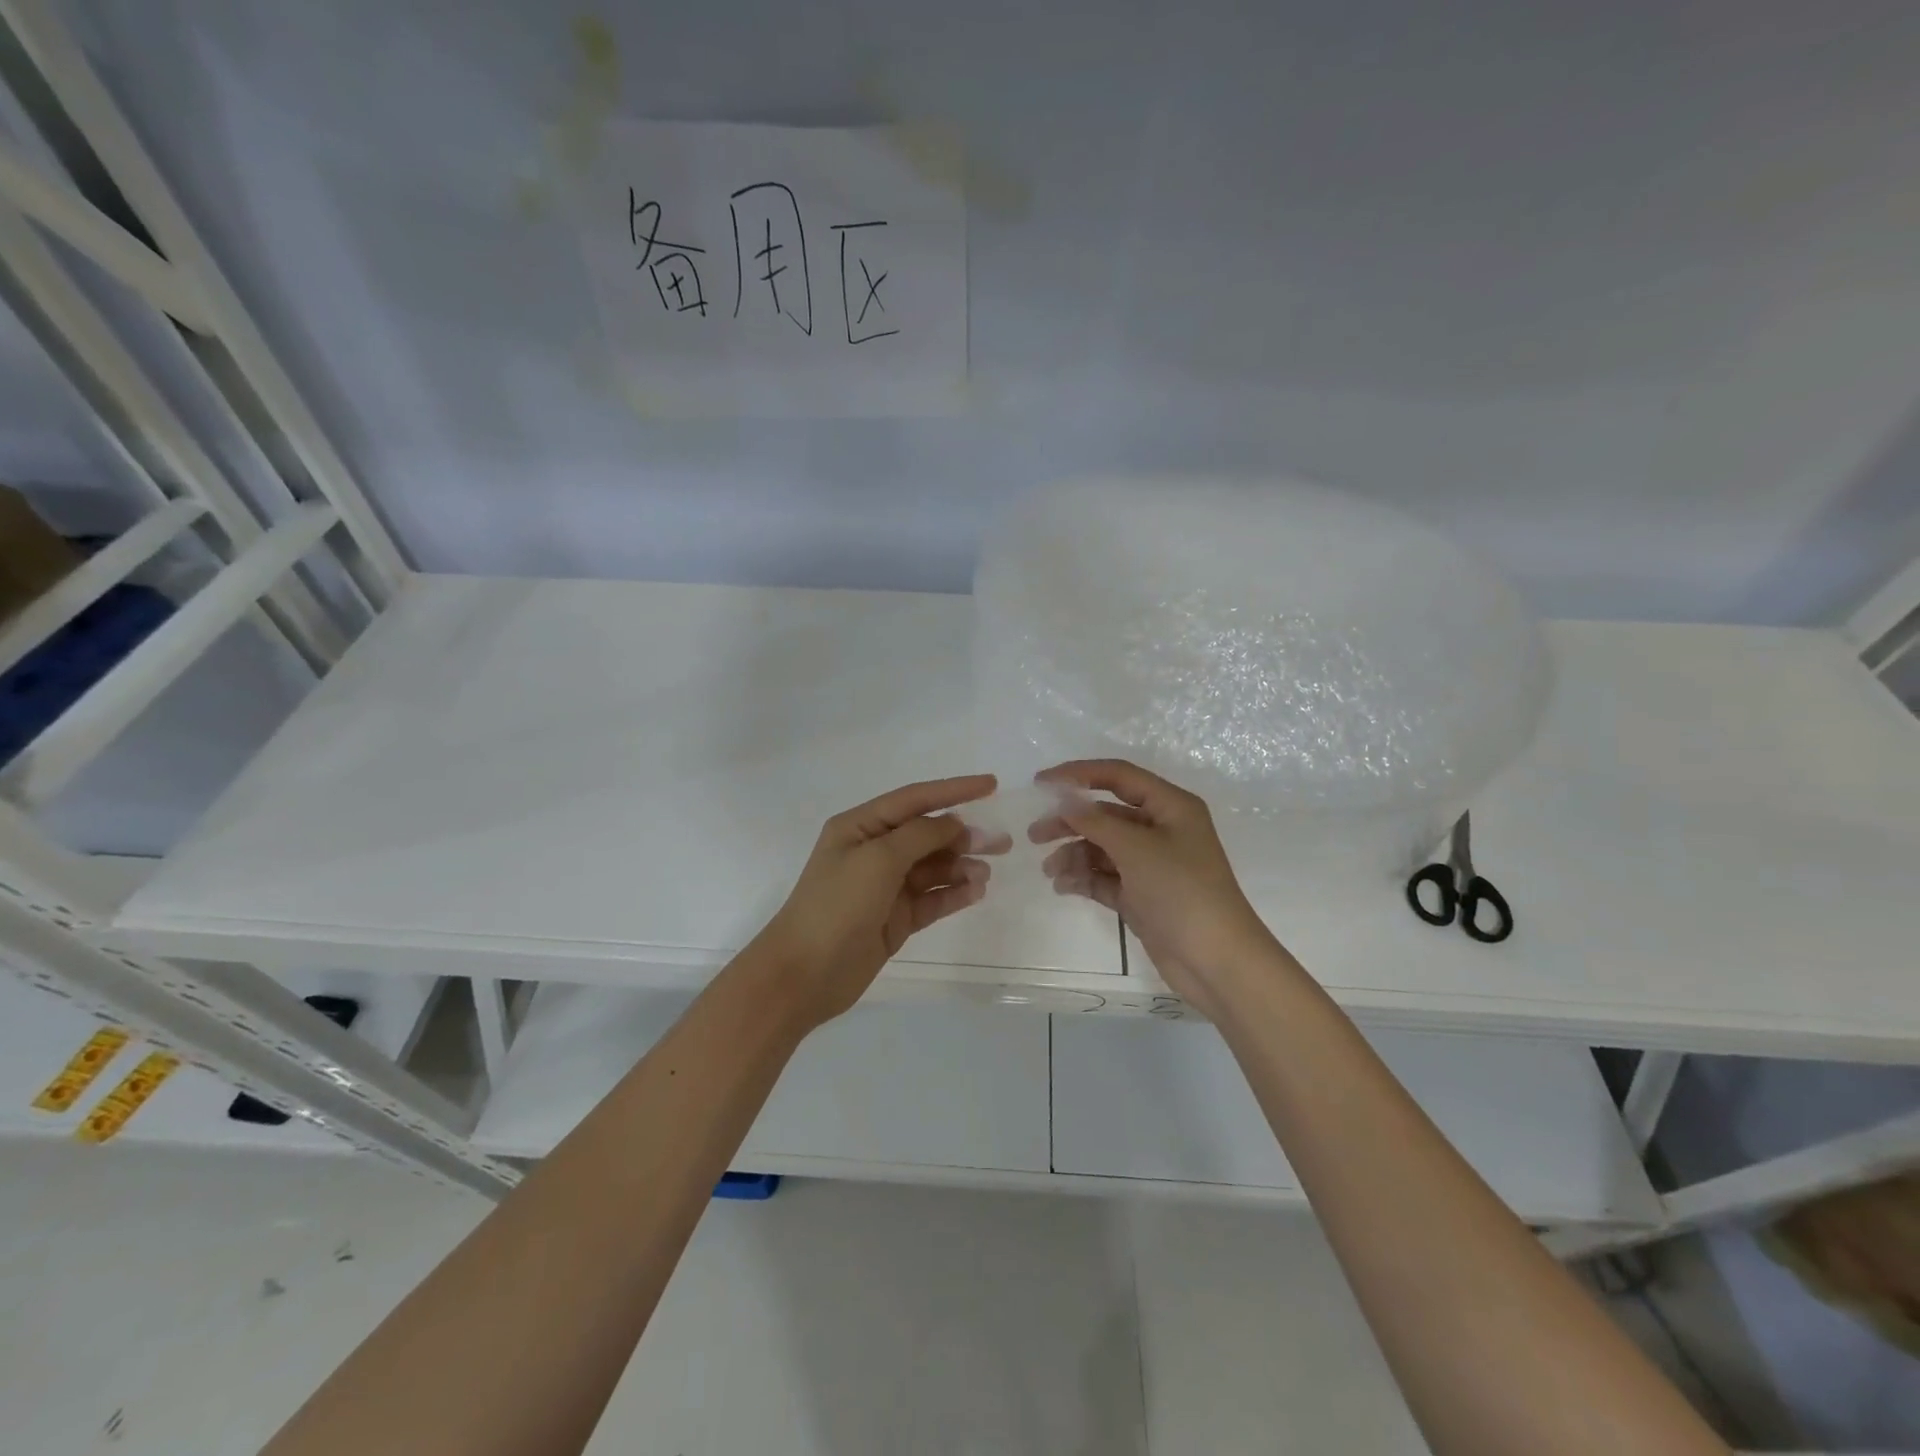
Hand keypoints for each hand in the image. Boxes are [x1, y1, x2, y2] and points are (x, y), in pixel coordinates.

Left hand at [755, 774, 1007, 1028]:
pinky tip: (977, 891)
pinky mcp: (895, 919)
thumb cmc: (837, 905)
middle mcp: (874, 852)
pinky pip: (932, 898)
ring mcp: (885, 887)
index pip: (914, 799)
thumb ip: (921, 836)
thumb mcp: (878, 859)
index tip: (992, 785)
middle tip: (1001, 842)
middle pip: (927, 834)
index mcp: (860, 827)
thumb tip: (954, 823)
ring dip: (961, 866)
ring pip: (933, 868)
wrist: (804, 974)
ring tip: (986, 873)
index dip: (954, 789)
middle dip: (963, 835)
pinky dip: (954, 893)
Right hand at [1029, 759, 1275, 1013]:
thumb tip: (1064, 801)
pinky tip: (1064, 886)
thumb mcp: (1137, 849)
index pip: (1118, 776)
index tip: (1040, 783)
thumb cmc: (1182, 892)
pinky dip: (1084, 878)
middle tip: (1034, 836)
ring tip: (1051, 871)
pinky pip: (1105, 877)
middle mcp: (1161, 829)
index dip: (1078, 774)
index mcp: (1170, 807)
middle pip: (1106, 814)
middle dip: (1070, 822)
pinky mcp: (1142, 895)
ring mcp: (1151, 864)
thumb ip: (1096, 821)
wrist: (1216, 961)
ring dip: (1074, 855)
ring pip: (1102, 848)